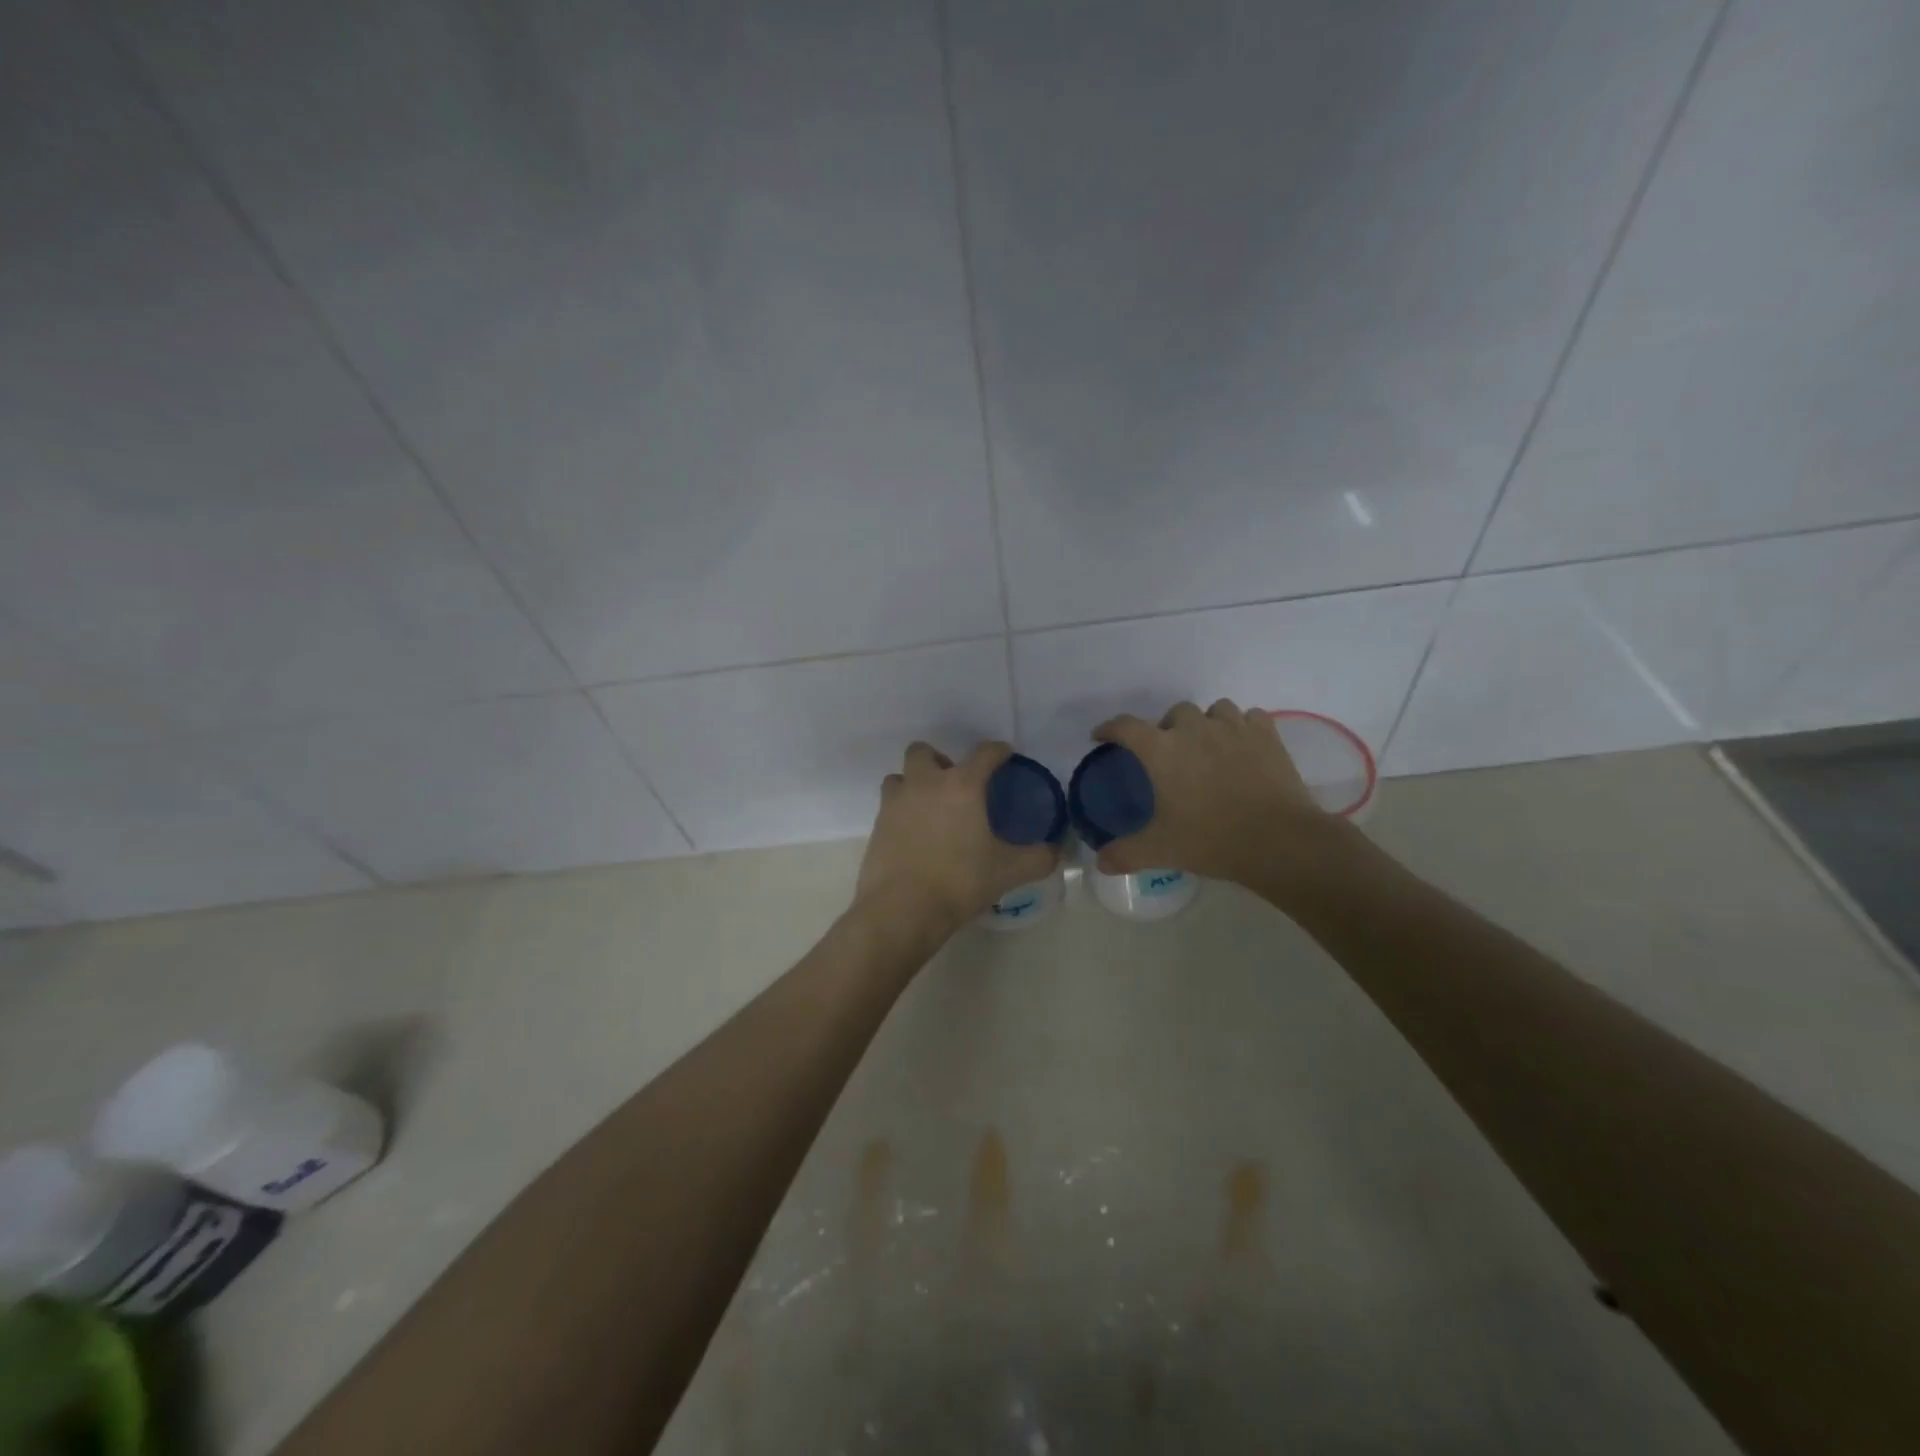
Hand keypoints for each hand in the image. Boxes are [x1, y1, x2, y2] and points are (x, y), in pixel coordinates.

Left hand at [855, 741, 1058, 937]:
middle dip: (939, 760)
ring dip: (914, 783)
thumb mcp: (1008, 871)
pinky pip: (889, 806)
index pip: (984, 753)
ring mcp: (895, 803)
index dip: (998, 751)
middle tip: (955, 784)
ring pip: (900, 776)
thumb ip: (1039, 858)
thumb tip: (1058, 851)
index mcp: (961, 786)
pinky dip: (902, 812)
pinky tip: (915, 835)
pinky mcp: (877, 826)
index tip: (1005, 755)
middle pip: (923, 751)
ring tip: (930, 808)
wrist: (902, 909)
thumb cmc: (959, 881)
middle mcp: (925, 784)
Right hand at [1091, 700, 1332, 885]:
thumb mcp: (1161, 850)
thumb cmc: (1212, 840)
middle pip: (1174, 713)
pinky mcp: (1267, 735)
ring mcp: (1234, 728)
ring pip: (1214, 710)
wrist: (1279, 841)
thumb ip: (1126, 854)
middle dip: (1167, 729)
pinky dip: (1242, 727)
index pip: (1125, 726)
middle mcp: (1194, 729)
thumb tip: (1101, 863)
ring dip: (1206, 723)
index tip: (1102, 737)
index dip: (1109, 729)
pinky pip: (1250, 718)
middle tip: (1168, 755)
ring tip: (1207, 747)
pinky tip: (1242, 747)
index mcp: (1162, 750)